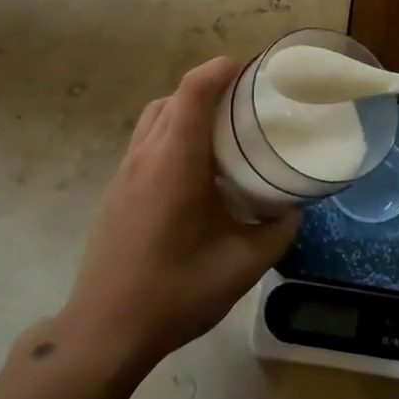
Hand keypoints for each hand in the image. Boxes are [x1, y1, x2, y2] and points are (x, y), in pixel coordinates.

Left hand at [59, 58, 297, 371]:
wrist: (106, 330)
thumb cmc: (175, 292)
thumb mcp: (242, 265)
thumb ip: (276, 231)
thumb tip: (293, 210)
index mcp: (175, 161)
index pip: (194, 90)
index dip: (222, 69)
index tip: (252, 71)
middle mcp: (146, 155)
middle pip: (174, 97)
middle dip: (210, 88)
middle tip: (247, 105)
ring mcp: (125, 172)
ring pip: (155, 117)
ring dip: (187, 110)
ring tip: (222, 134)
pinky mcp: (117, 190)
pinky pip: (146, 142)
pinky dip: (172, 135)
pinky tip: (196, 171)